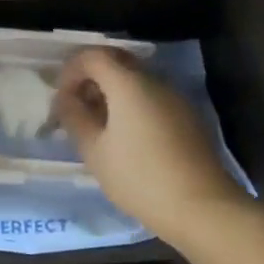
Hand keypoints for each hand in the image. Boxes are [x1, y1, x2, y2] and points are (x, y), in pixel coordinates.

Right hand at [54, 49, 247, 235]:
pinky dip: (132, 105)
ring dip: (112, 92)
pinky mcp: (187, 117)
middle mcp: (154, 81)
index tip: (61, 98)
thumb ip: (75, 117)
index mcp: (129, 83)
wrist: (201, 207)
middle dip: (91, 77)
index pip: (93, 56)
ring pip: (136, 80)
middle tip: (77, 106)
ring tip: (98, 126)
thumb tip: (66, 98)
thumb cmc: (139, 177)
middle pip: (117, 62)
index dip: (71, 70)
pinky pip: (152, 98)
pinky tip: (126, 137)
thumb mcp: (94, 151)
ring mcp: (175, 98)